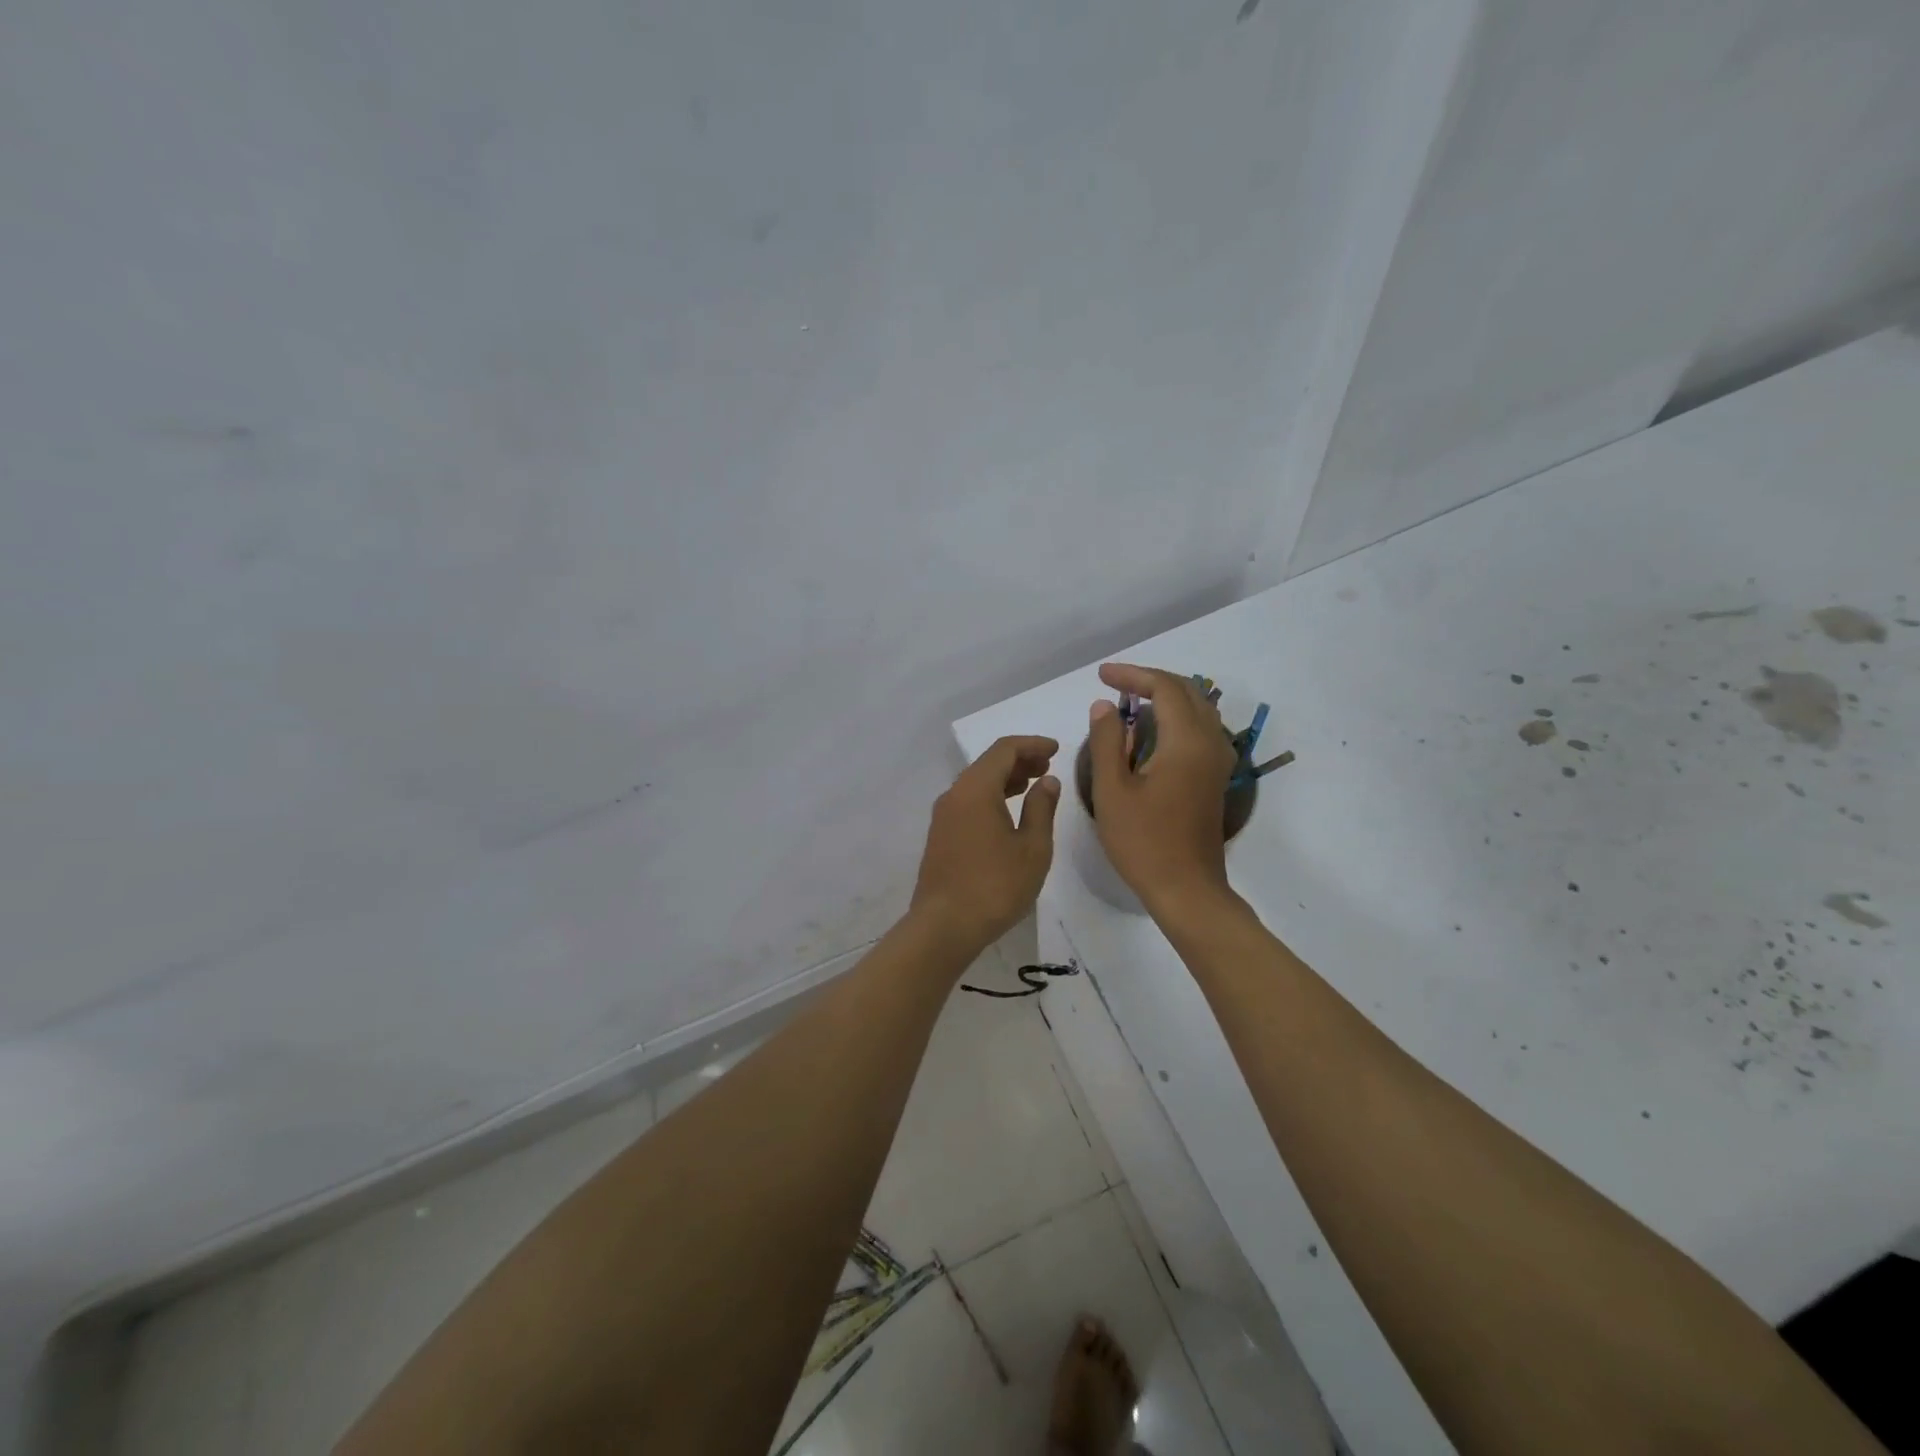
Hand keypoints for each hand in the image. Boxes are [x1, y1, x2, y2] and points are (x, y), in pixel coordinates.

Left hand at [911, 735, 1060, 950]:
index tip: (1056, 749)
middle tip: (1047, 767)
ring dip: (1005, 779)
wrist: (944, 926)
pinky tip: (1008, 814)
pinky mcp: (941, 836)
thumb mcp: (1032, 848)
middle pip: (988, 764)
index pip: (1004, 750)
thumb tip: (1047, 781)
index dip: (1032, 745)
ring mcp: (943, 816)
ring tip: (1033, 786)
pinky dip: (991, 797)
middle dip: (1020, 760)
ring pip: (977, 784)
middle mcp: (954, 794)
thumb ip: (1041, 808)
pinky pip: (968, 802)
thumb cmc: (995, 886)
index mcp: (976, 789)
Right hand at [1085, 664, 1237, 909]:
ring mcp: (1218, 761)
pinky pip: (1201, 729)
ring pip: (1198, 709)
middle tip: (1114, 683)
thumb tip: (1104, 705)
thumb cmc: (1143, 842)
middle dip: (1150, 680)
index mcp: (1186, 741)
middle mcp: (1210, 742)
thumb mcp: (1112, 791)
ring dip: (1166, 696)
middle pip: (1187, 691)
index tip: (1101, 676)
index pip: (1164, 687)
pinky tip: (1152, 731)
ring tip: (1130, 701)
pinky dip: (1177, 717)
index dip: (1132, 675)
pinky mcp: (1215, 777)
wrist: (1187, 889)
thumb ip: (1106, 741)